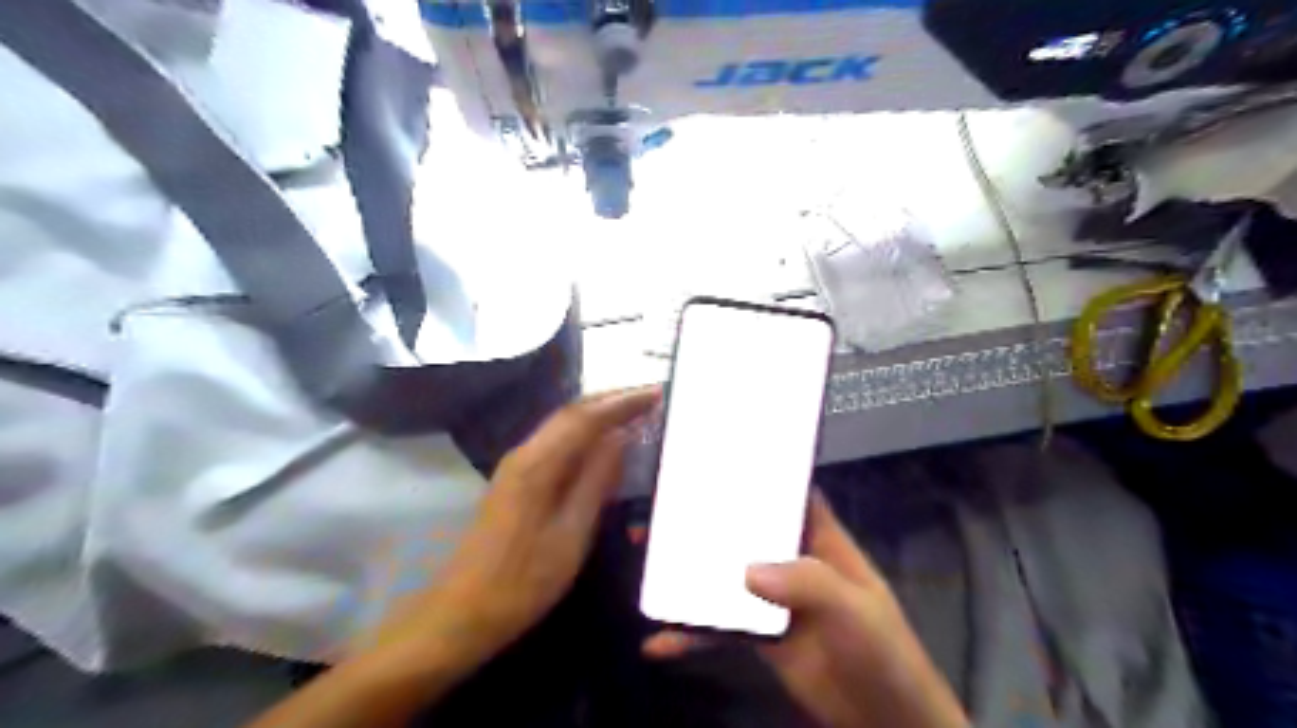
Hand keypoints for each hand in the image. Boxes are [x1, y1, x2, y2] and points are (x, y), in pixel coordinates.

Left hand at [361, 388, 659, 678]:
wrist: (462, 612)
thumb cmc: (523, 581)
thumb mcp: (571, 535)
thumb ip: (596, 482)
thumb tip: (621, 438)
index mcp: (538, 465)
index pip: (586, 418)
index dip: (624, 402)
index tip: (658, 393)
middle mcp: (525, 454)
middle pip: (572, 413)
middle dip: (612, 399)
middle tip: (651, 395)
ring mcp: (517, 466)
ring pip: (563, 425)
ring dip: (599, 413)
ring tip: (636, 410)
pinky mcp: (516, 480)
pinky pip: (557, 443)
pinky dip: (585, 433)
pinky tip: (604, 441)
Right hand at [644, 490, 965, 727]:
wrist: (885, 720)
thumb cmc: (883, 651)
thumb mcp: (854, 610)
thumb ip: (809, 585)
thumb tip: (747, 571)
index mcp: (821, 540)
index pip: (787, 496)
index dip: (757, 477)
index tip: (715, 460)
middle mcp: (792, 561)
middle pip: (744, 532)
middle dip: (706, 521)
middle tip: (661, 509)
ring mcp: (773, 598)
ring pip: (724, 576)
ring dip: (688, 572)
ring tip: (646, 562)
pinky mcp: (760, 635)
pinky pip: (720, 627)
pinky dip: (691, 633)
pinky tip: (660, 642)